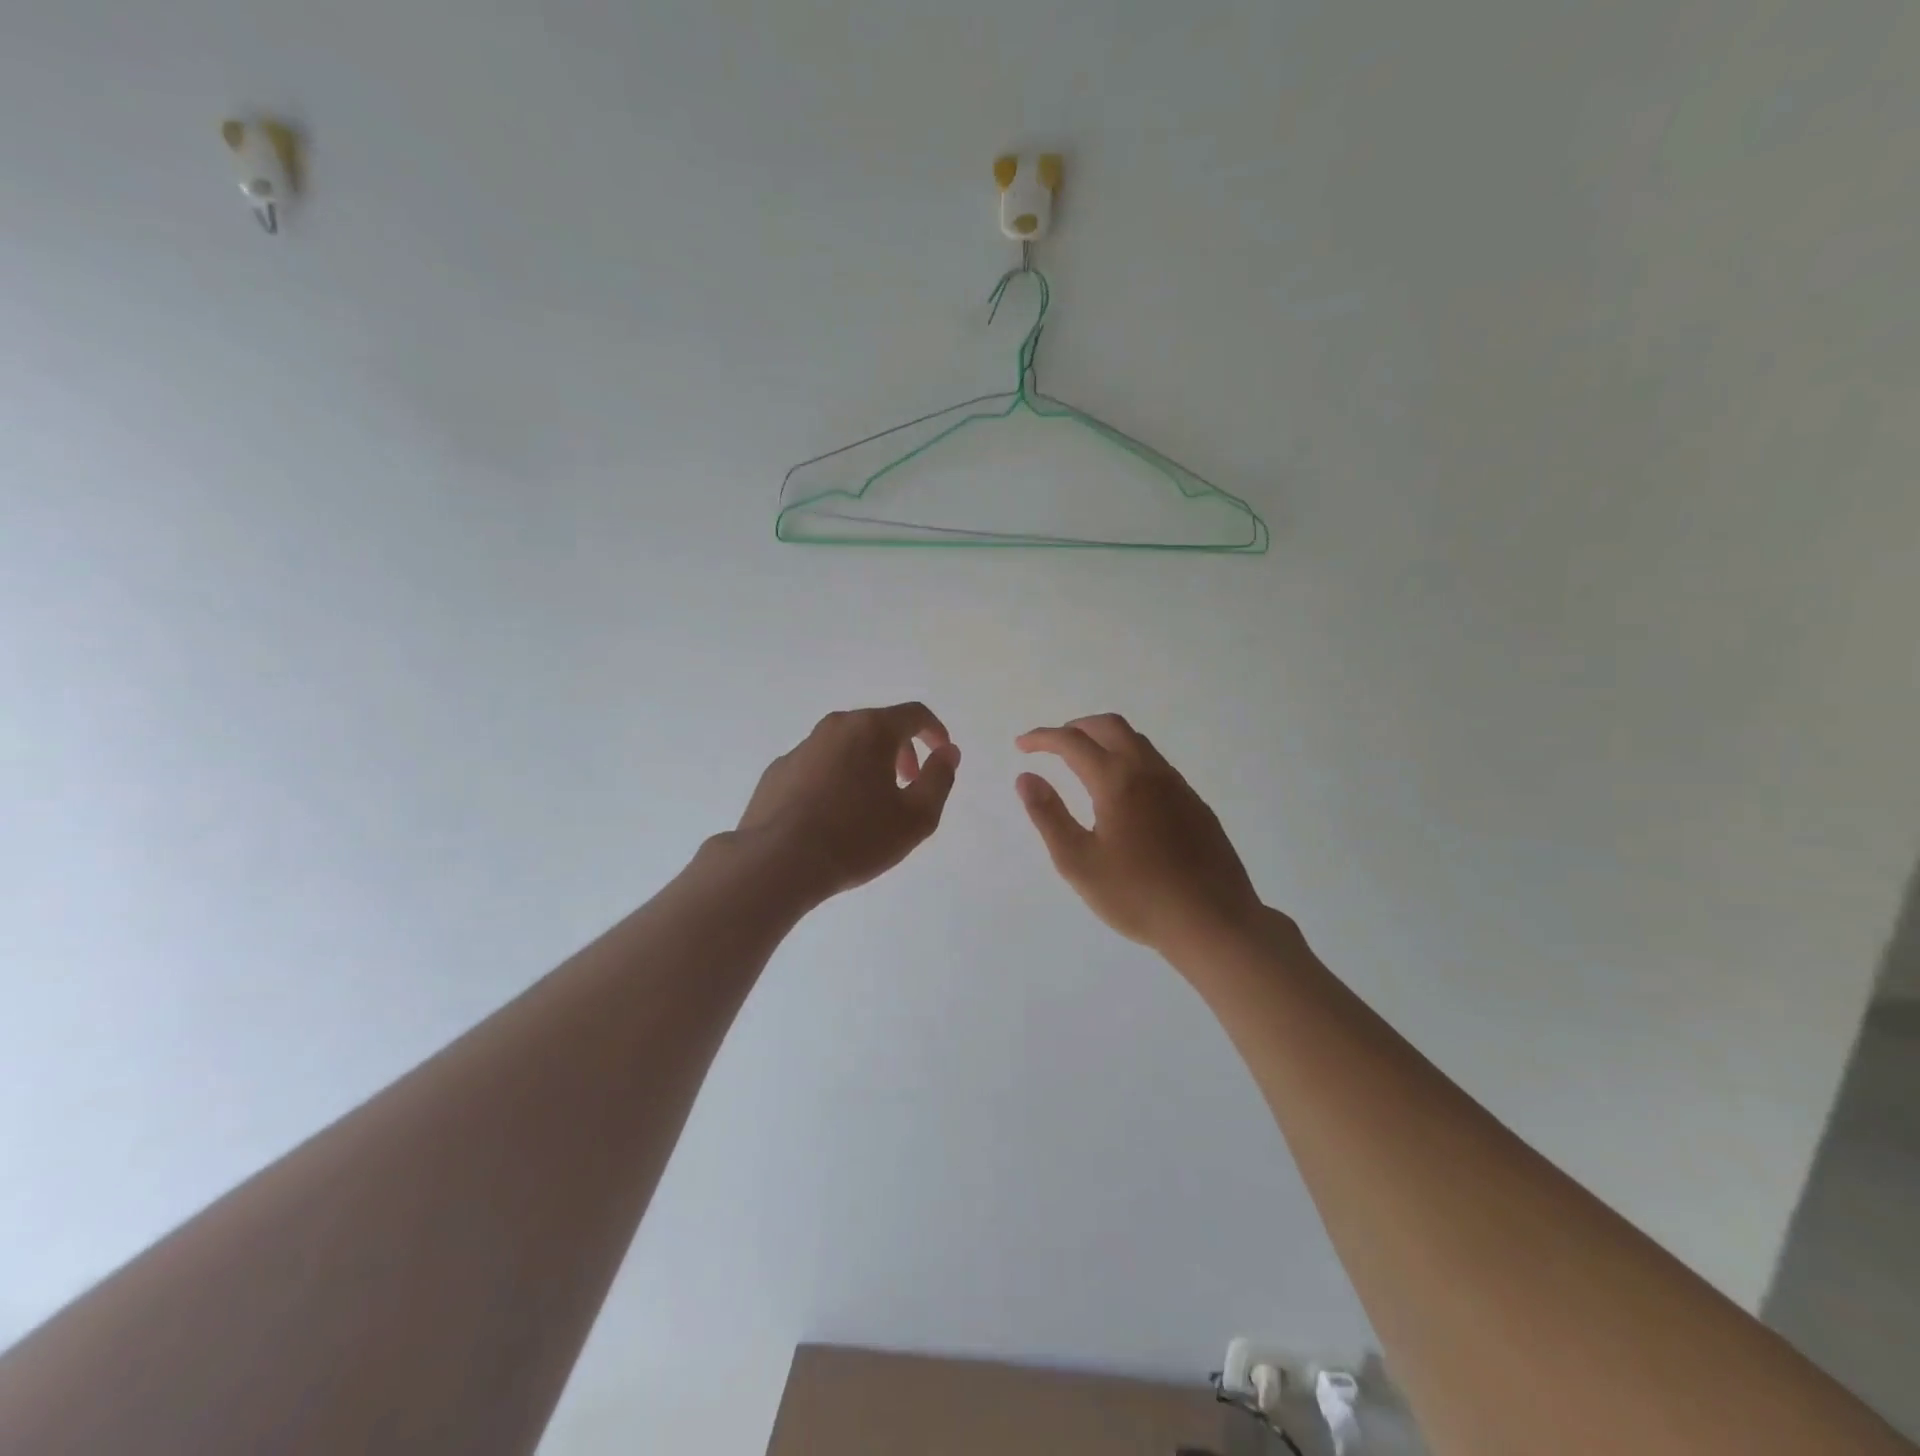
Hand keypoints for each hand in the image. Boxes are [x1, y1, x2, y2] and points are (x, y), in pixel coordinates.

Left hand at [736, 703, 959, 904]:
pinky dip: (835, 779)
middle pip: (878, 726)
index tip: (941, 755)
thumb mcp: (916, 817)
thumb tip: (948, 752)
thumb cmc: (857, 837)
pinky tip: (833, 815)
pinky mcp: (778, 771)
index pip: (914, 714)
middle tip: (908, 784)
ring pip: (846, 745)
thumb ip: (940, 778)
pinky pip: (819, 765)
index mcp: (871, 730)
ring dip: (867, 764)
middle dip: (901, 750)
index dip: (935, 732)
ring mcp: (802, 747)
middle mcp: (835, 727)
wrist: (778, 861)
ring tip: (870, 804)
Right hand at [1015, 713, 1262, 956]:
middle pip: (1110, 726)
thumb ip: (1049, 815)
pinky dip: (1128, 759)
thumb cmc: (1137, 896)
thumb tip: (1026, 777)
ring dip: (1104, 740)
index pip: (1072, 742)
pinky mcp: (1194, 804)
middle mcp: (1149, 771)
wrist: (1213, 921)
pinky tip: (1123, 793)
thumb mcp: (1078, 862)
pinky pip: (1156, 764)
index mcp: (1117, 781)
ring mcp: (1177, 786)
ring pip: (1137, 742)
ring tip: (1083, 763)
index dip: (1042, 738)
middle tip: (1052, 745)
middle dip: (1076, 727)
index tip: (1021, 746)